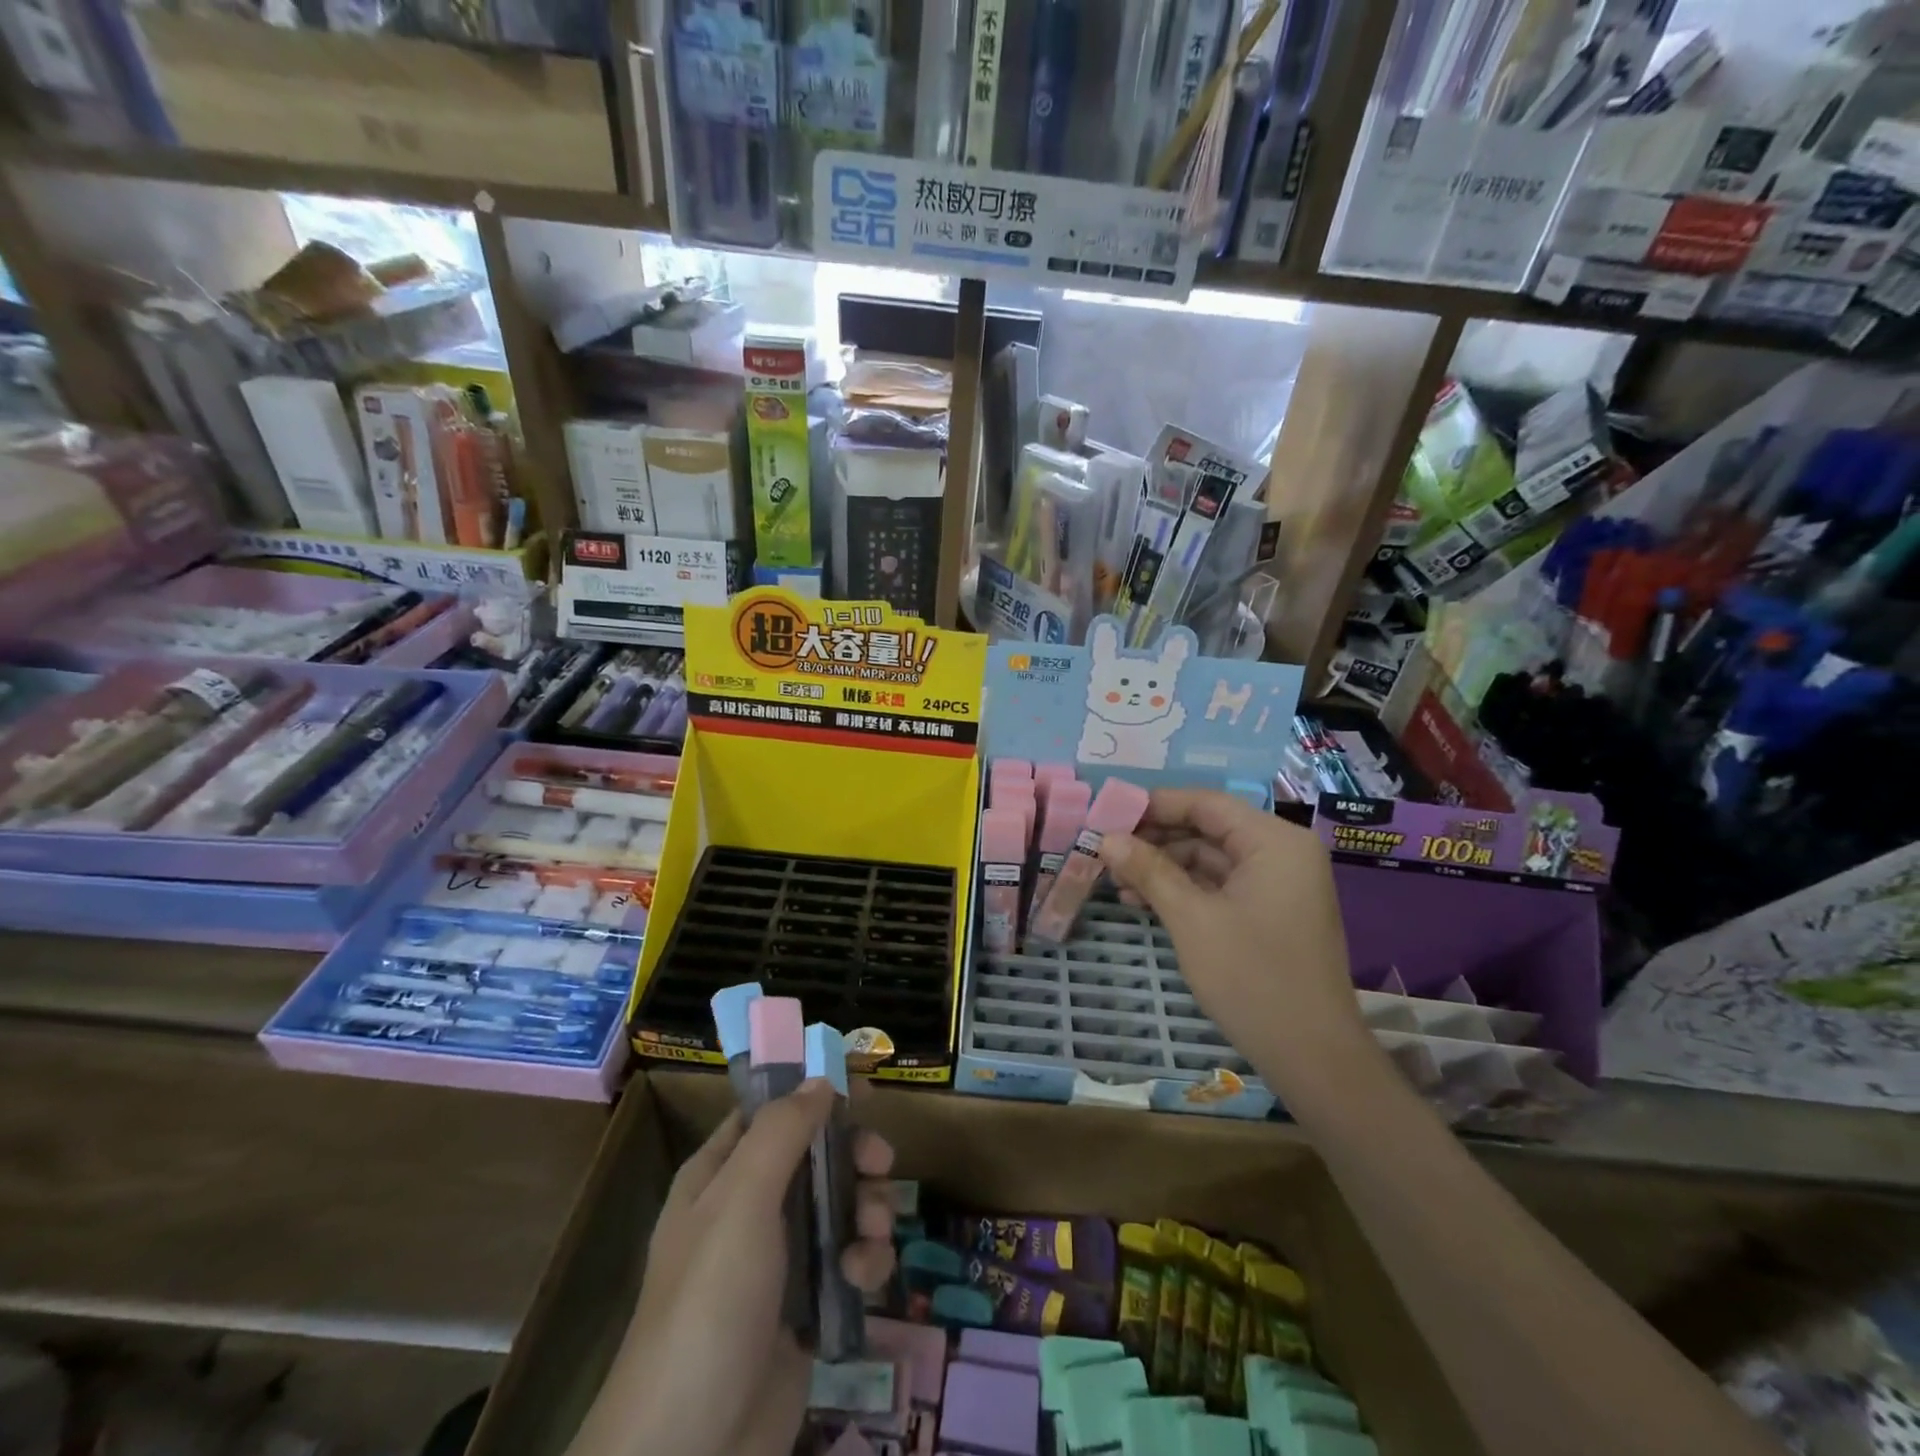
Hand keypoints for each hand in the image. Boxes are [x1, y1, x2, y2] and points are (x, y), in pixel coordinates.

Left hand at [577, 1083, 897, 1455]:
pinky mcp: (808, 1307)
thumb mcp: (741, 1201)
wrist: (691, 1455)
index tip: (864, 1091)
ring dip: (869, 1209)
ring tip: (873, 1233)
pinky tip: (864, 1278)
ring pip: (841, 1205)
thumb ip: (782, 1131)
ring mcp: (780, 1260)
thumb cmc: (710, 1305)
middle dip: (854, 1155)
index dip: (814, 1094)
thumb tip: (821, 1079)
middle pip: (817, 1155)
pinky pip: (849, 1260)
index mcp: (720, 1175)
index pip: (771, 1111)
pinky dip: (865, 1261)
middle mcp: (749, 1209)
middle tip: (882, 1163)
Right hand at [1099, 789, 1371, 1076]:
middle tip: (1106, 851)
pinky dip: (1184, 889)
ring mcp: (1279, 884)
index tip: (1107, 815)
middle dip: (1155, 839)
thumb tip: (1106, 838)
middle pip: (1208, 828)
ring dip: (1164, 867)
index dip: (1154, 806)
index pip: (1206, 804)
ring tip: (1117, 880)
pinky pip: (1221, 885)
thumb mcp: (1191, 918)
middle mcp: (1282, 852)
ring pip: (1210, 858)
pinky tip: (1143, 902)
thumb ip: (1149, 870)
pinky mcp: (1270, 911)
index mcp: (1274, 841)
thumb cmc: (1252, 978)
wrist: (1312, 1056)